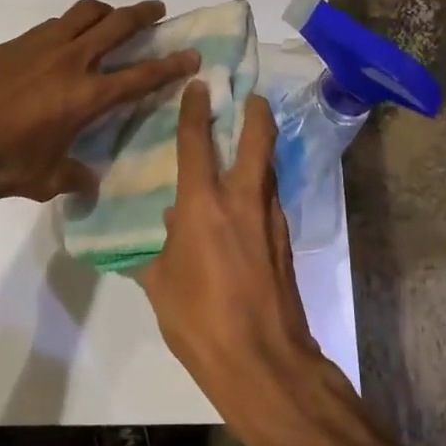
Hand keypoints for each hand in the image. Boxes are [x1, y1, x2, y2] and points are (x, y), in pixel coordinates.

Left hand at [0, 0, 199, 203]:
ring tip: (112, 17)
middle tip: (158, 9)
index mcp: (85, 96)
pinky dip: (70, 24)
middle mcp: (70, 61)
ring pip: (84, 13)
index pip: (139, 76)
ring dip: (105, 10)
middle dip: (143, 14)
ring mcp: (40, 46)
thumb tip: (90, 182)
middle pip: (116, 25)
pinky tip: (65, 39)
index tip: (190, 54)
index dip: (169, 65)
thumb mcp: (42, 180)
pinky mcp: (15, 42)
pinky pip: (54, 23)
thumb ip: (72, 178)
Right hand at [140, 82, 333, 426]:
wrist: (263, 362)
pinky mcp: (285, 242)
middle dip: (255, 113)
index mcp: (203, 205)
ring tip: (246, 144)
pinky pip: (270, 201)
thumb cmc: (199, 321)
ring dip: (260, 151)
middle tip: (250, 97)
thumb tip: (170, 224)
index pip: (197, 142)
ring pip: (268, 170)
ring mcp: (270, 220)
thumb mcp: (161, 283)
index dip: (195, 109)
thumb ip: (161, 247)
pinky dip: (260, 189)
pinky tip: (245, 204)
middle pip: (257, 141)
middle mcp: (241, 201)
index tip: (199, 84)